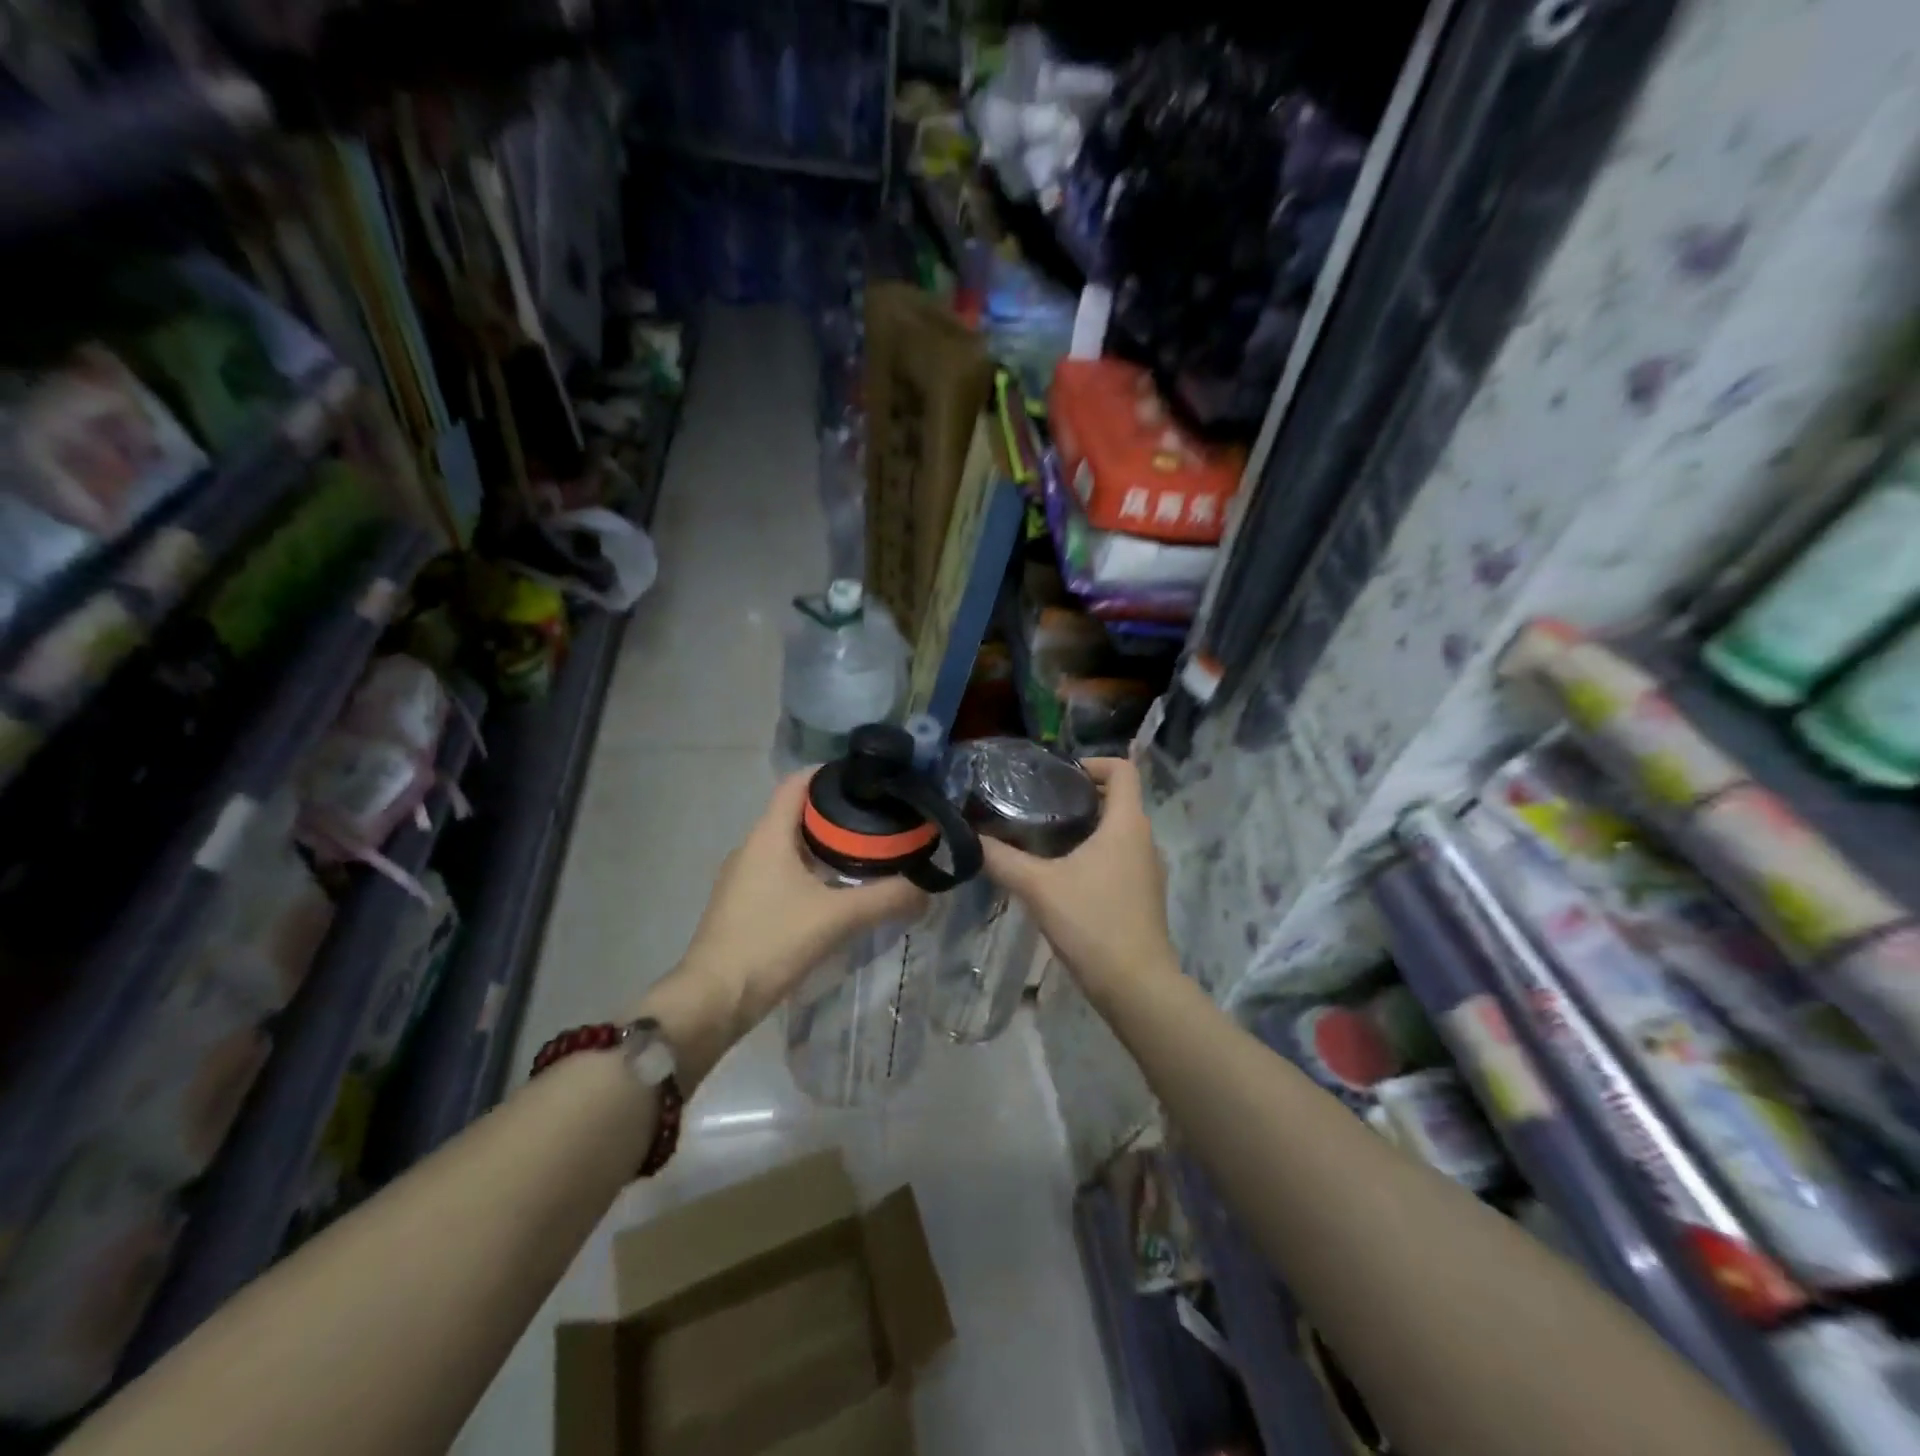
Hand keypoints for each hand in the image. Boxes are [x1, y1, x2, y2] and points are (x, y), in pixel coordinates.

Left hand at [636, 771, 925, 1084]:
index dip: (831, 773)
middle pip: (797, 813)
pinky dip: (811, 870)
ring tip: (867, 853)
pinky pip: (782, 871)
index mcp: (768, 835)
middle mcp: (753, 847)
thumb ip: (886, 899)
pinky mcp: (744, 904)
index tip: (869, 779)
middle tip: (880, 818)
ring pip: (790, 845)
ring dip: (825, 844)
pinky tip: (836, 890)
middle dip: (837, 812)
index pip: (798, 782)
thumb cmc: (771, 942)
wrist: (714, 999)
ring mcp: (744, 877)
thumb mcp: (836, 917)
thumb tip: (927, 890)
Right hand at [979, 757, 1176, 997]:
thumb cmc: (1092, 922)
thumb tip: (969, 837)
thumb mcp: (1038, 887)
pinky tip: (1062, 876)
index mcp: (1127, 824)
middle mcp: (1144, 839)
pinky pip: (1120, 858)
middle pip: (1118, 800)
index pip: (1123, 769)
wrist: (1136, 985)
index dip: (1093, 763)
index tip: (1058, 776)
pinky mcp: (1144, 895)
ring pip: (1118, 831)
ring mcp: (1148, 870)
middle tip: (1038, 805)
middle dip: (1080, 796)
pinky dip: (1095, 854)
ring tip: (1043, 839)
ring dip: (1086, 828)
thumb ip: (1002, 858)